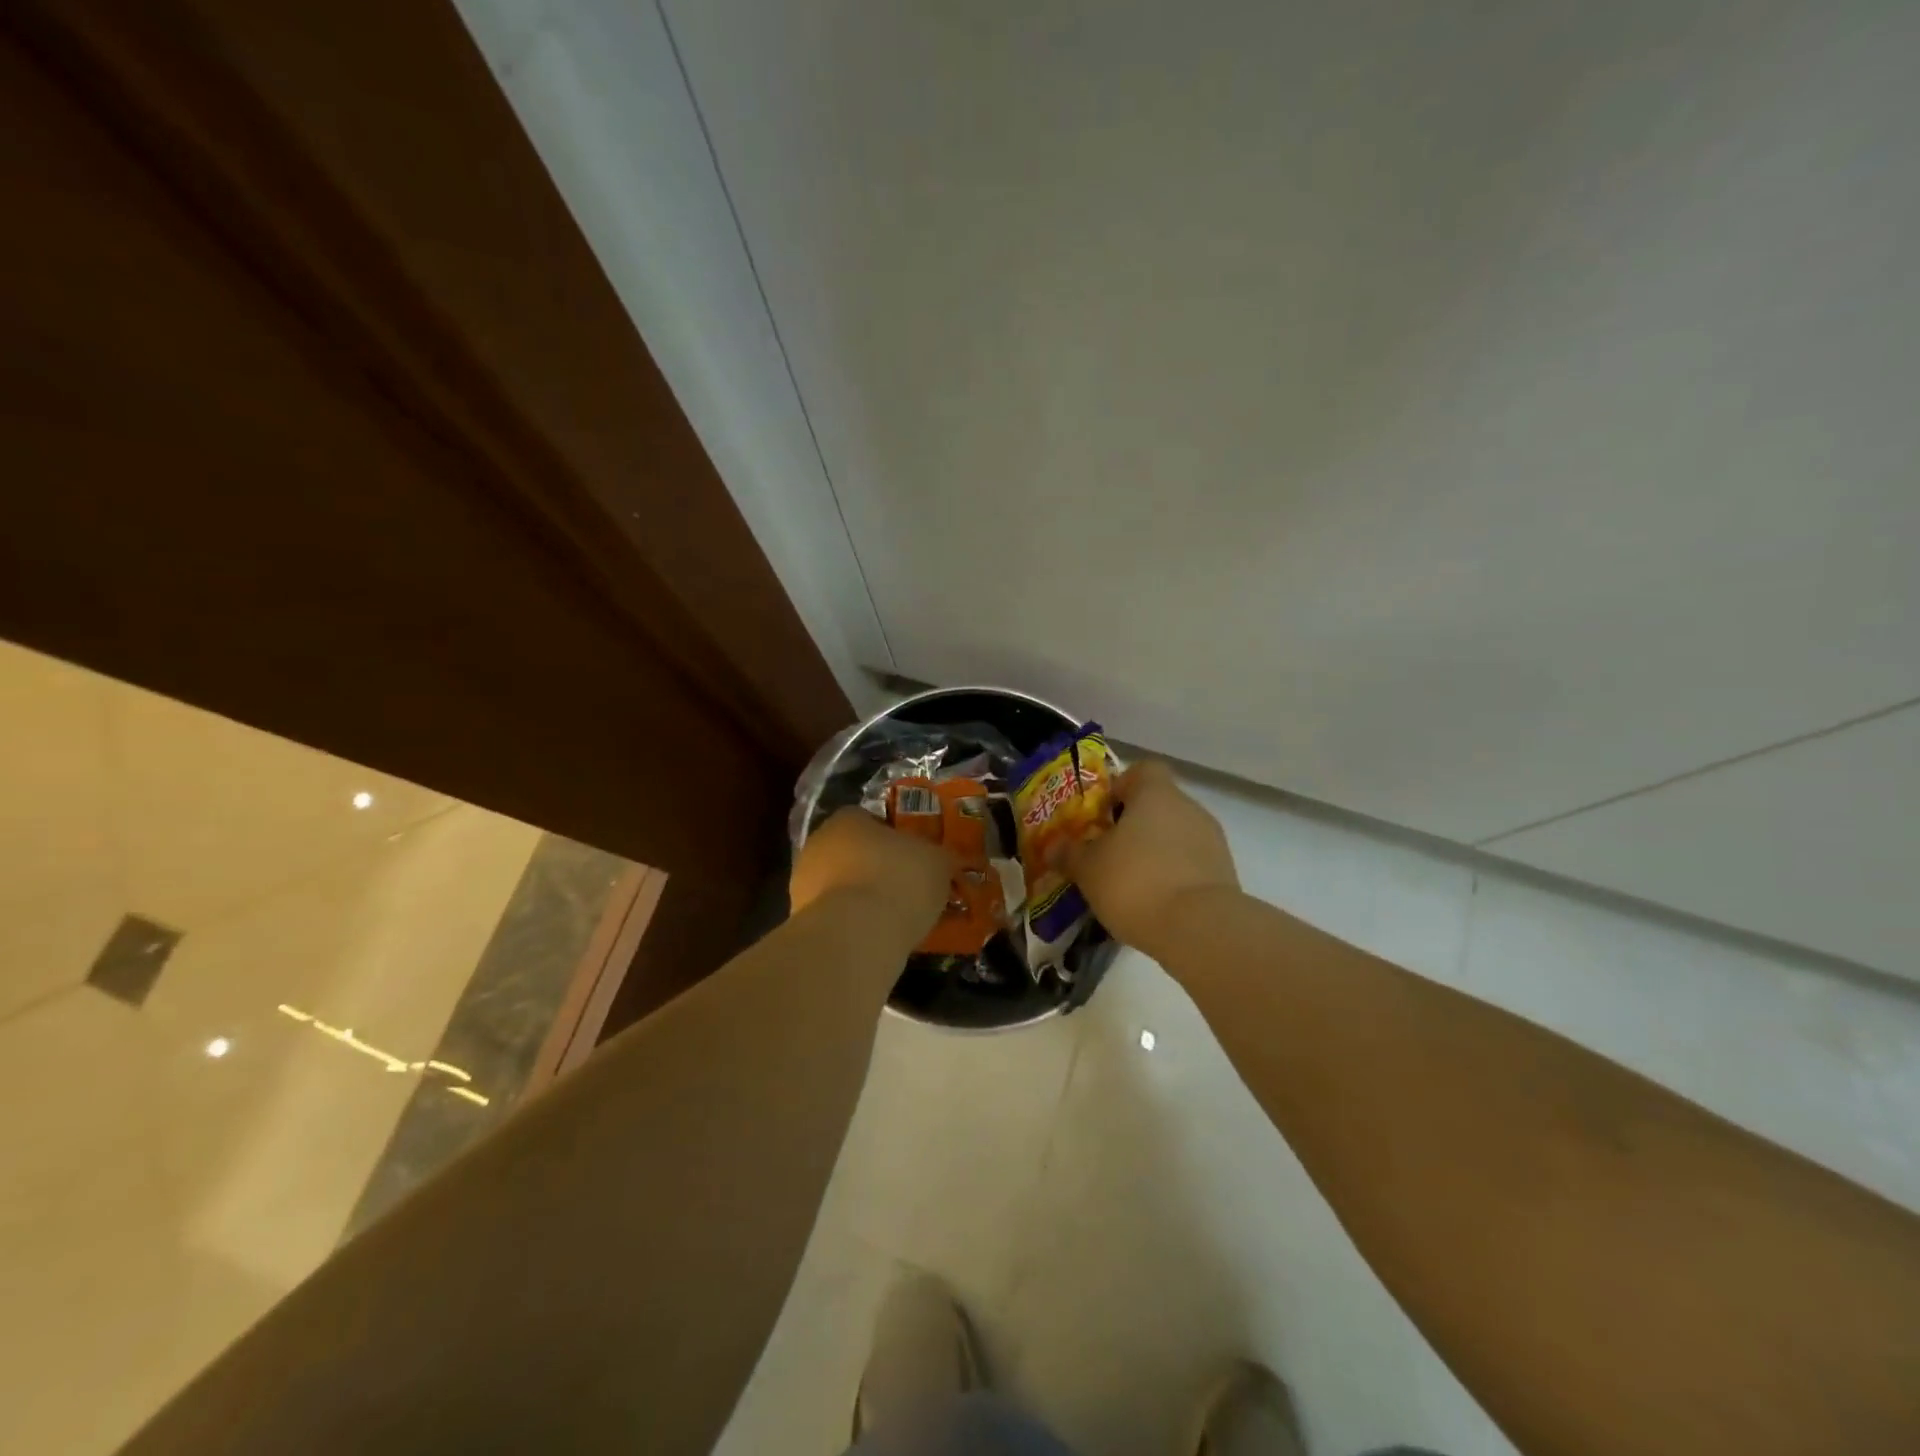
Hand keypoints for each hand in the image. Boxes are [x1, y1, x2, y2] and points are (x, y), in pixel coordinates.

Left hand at [791, 807, 949, 945]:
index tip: (912, 857)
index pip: (868, 819)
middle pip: (851, 852)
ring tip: (893, 919)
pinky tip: (874, 939)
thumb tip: (945, 860)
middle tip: (904, 888)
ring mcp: (803, 884)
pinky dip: (851, 925)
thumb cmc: (899, 879)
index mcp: (847, 818)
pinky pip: (834, 917)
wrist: (857, 933)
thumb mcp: (938, 862)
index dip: (892, 837)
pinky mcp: (800, 921)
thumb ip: (940, 857)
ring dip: (860, 898)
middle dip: (874, 868)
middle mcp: (818, 844)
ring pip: (839, 885)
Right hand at [1067, 760, 1239, 959]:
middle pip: (1158, 806)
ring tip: (1128, 886)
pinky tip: (1153, 904)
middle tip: (1107, 854)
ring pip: (1175, 837)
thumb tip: (1053, 847)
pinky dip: (1173, 878)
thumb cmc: (1135, 881)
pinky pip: (1190, 866)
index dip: (1121, 786)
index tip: (1102, 814)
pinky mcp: (1224, 875)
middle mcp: (1189, 808)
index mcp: (1156, 794)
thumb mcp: (1088, 869)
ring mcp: (1212, 842)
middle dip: (1133, 827)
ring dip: (1154, 854)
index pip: (1143, 770)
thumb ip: (1069, 854)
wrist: (1199, 929)